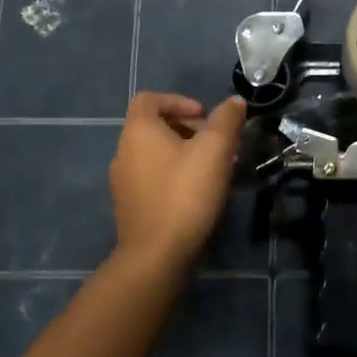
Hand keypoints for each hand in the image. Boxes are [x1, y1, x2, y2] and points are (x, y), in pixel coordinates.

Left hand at [109, 92, 247, 268]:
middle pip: (153, 126)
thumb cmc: (185, 194)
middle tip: (215, 143)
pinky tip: (196, 193)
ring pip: (154, 154)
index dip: (178, 100)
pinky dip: (172, 175)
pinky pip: (151, 178)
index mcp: (138, 131)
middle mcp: (123, 152)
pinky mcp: (129, 207)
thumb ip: (226, 120)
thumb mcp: (215, 150)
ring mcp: (123, 182)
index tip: (204, 116)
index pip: (149, 99)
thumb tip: (234, 101)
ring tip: (212, 168)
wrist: (156, 256)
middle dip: (186, 128)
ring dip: (182, 153)